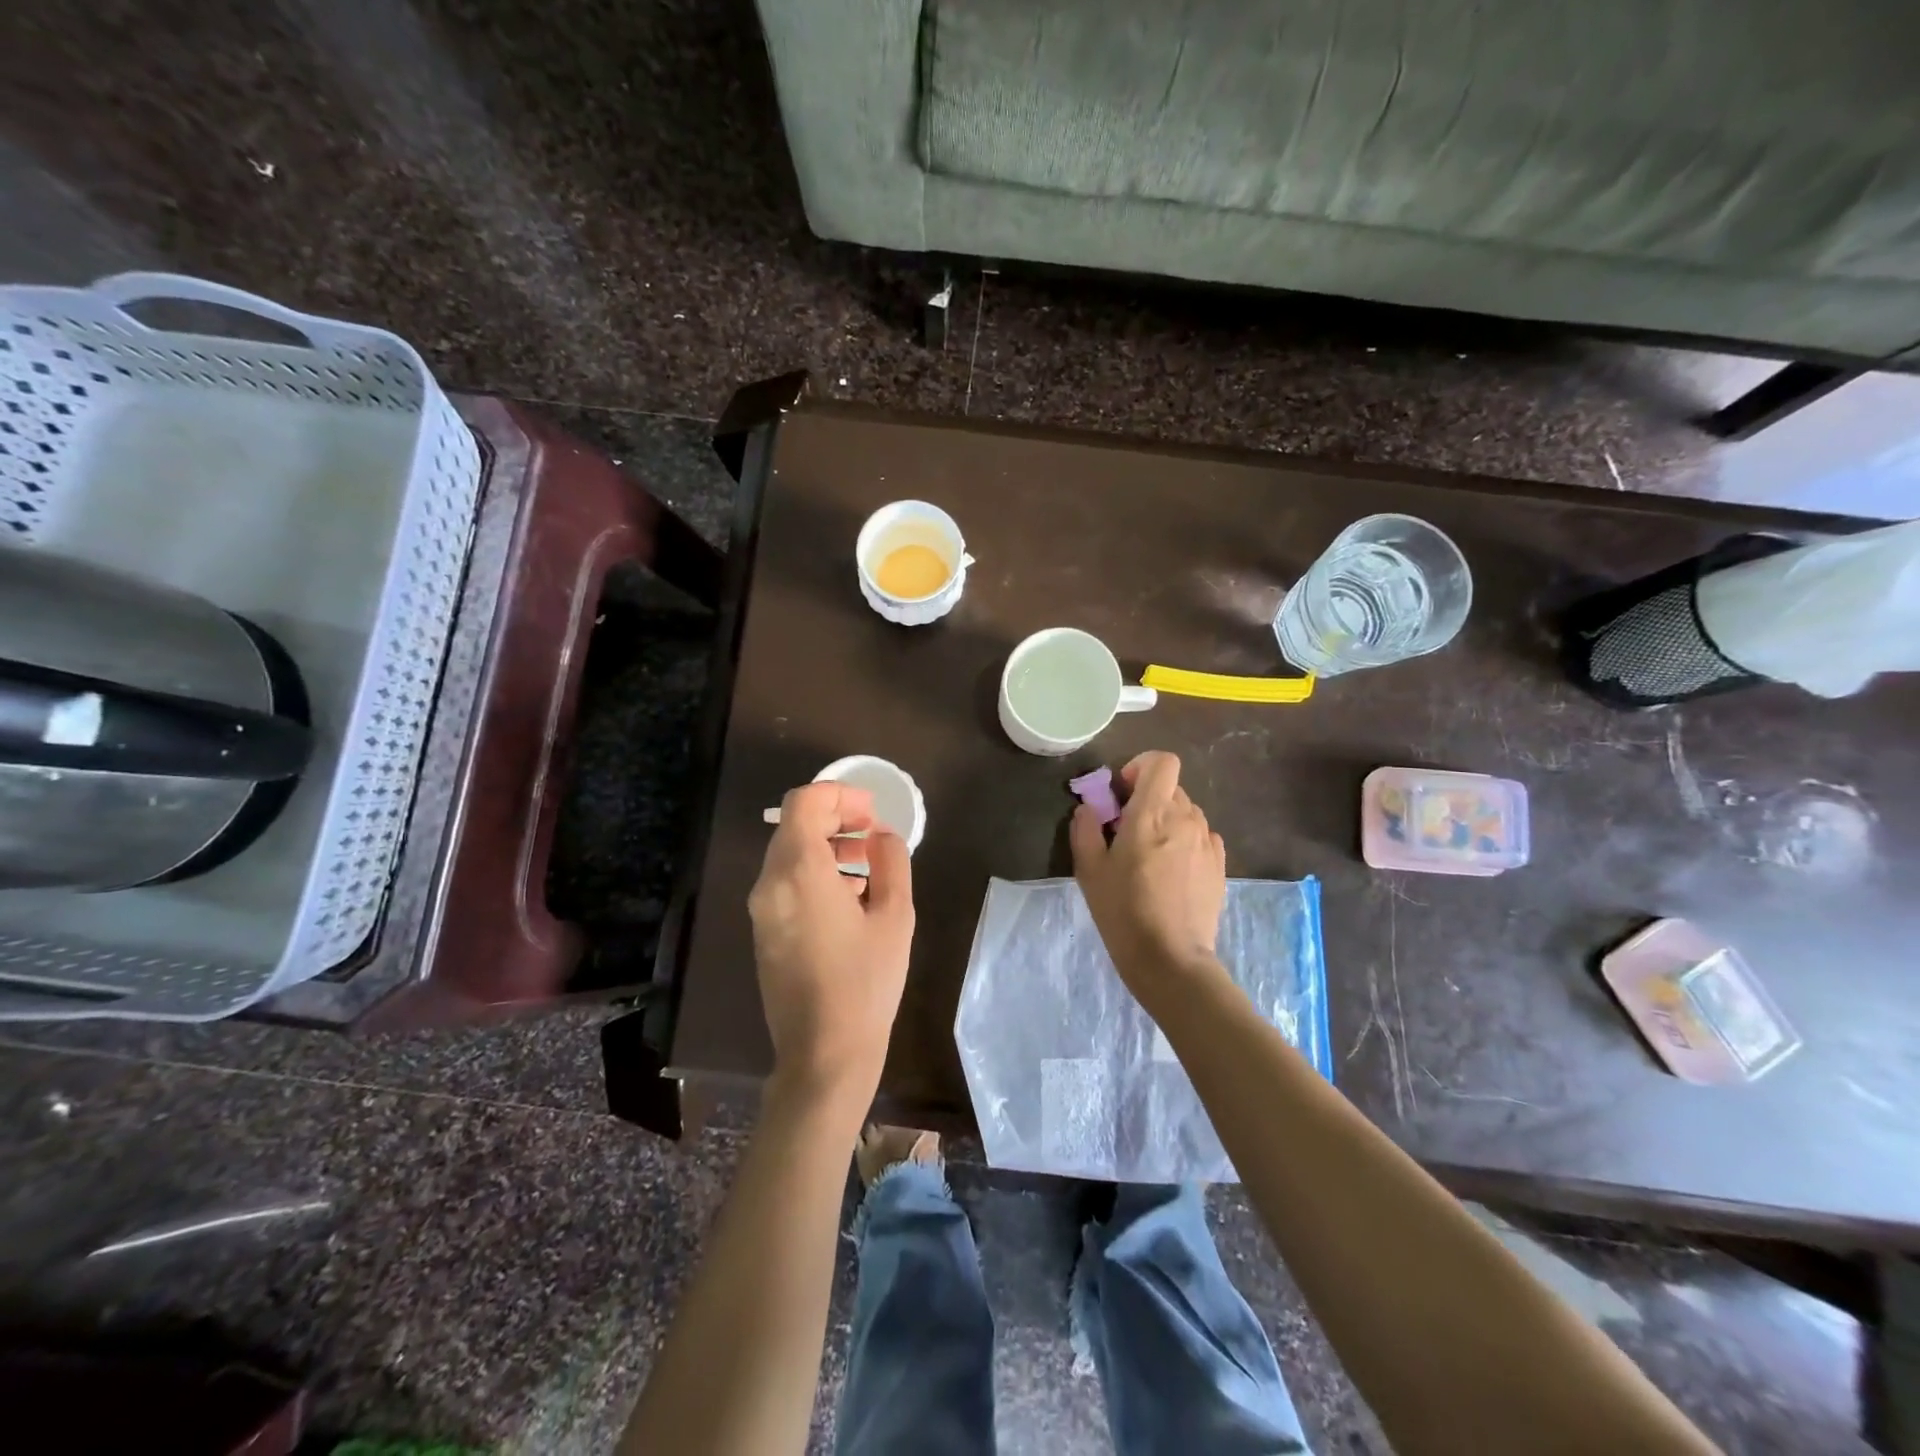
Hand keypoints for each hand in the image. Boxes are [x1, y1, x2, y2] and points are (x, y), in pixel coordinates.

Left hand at [748, 782, 915, 1112]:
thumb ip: (892, 861)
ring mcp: (762, 909)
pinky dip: (815, 871)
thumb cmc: (867, 982)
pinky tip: (850, 897)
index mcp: (799, 872)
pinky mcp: (764, 930)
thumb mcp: (896, 916)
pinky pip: (785, 881)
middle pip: (796, 825)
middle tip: (875, 835)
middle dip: (837, 818)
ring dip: (827, 845)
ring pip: (789, 852)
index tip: (872, 813)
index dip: (840, 795)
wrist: (825, 1053)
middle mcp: (770, 883)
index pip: (805, 802)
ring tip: (868, 865)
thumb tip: (881, 836)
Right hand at [1071, 751, 1227, 999]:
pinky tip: (1170, 872)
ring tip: (1149, 856)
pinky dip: (1184, 842)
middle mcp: (1186, 818)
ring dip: (1166, 822)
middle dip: (1148, 799)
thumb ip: (1085, 829)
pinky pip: (1200, 837)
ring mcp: (1207, 842)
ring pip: (1187, 813)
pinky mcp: (1219, 865)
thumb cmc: (1123, 910)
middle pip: (1171, 788)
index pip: (1162, 762)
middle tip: (1126, 831)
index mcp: (1152, 813)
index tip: (1123, 792)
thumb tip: (1089, 809)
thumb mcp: (1089, 870)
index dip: (1141, 767)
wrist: (1170, 958)